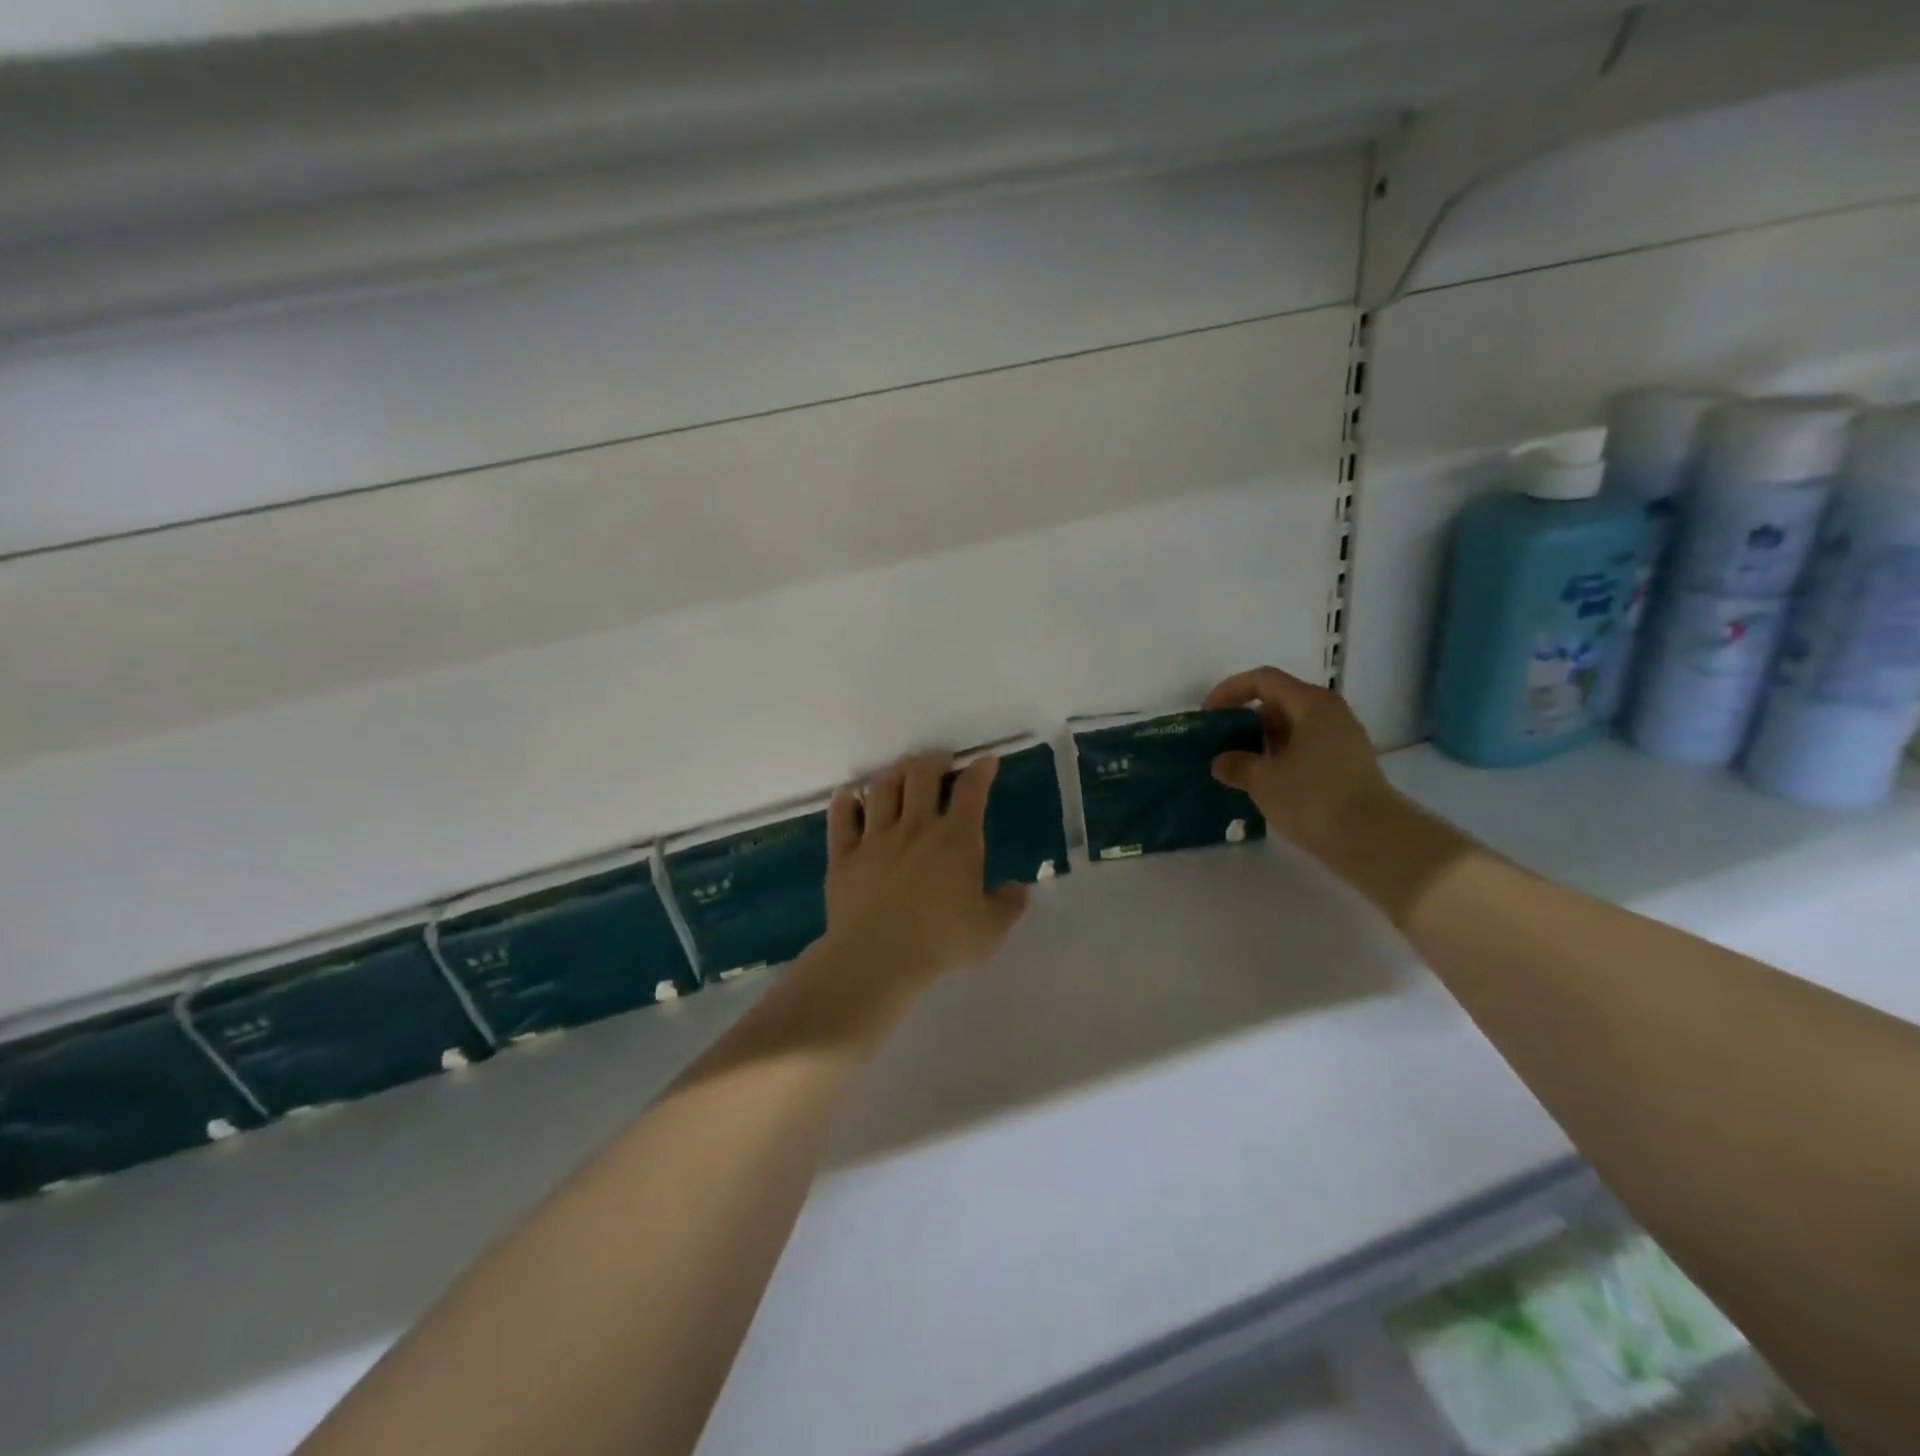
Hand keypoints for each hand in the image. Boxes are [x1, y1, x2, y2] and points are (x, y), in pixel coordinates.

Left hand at [823, 753, 1029, 982]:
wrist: (878, 957)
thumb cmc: (941, 941)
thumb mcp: (990, 930)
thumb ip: (1009, 906)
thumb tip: (1020, 889)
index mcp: (955, 839)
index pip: (971, 791)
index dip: (981, 771)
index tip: (986, 761)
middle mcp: (915, 827)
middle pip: (921, 775)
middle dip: (933, 760)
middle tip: (939, 761)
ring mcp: (875, 838)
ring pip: (882, 788)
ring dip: (893, 773)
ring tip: (900, 772)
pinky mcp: (844, 855)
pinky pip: (841, 818)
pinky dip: (844, 802)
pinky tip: (848, 796)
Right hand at [1204, 667, 1467, 921]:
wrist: (1373, 840)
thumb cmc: (1314, 799)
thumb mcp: (1263, 781)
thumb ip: (1237, 764)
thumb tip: (1222, 761)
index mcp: (1311, 704)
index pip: (1264, 680)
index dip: (1230, 691)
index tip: (1207, 714)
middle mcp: (1330, 713)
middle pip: (1279, 701)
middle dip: (1246, 717)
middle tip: (1221, 740)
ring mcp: (1342, 739)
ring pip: (1293, 726)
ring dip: (1263, 740)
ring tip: (1238, 763)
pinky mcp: (1347, 764)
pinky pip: (1305, 747)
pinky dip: (1281, 756)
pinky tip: (1265, 781)